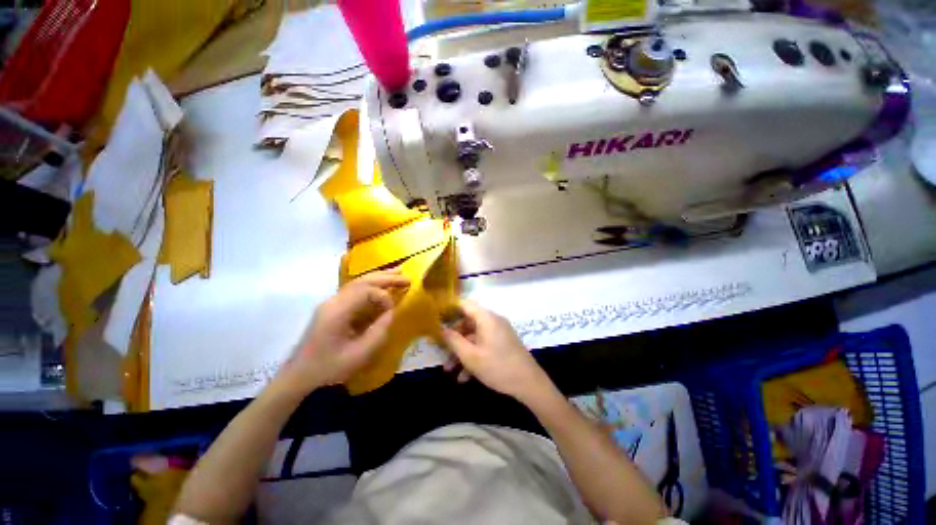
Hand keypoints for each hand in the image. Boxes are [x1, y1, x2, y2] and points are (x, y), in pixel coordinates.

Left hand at [275, 270, 409, 394]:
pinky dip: (371, 284)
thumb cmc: (328, 367)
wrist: (298, 375)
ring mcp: (331, 302)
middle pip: (362, 281)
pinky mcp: (332, 307)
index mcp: (337, 311)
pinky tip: (381, 284)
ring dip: (379, 277)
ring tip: (398, 272)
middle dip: (386, 277)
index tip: (393, 310)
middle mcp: (333, 301)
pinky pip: (354, 290)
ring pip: (358, 282)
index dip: (384, 297)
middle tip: (407, 277)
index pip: (365, 291)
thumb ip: (379, 331)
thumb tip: (391, 312)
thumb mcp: (359, 355)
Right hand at [441, 300, 552, 402]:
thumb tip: (441, 329)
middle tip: (441, 352)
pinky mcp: (502, 343)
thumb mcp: (471, 356)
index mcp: (486, 318)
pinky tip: (465, 377)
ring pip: (474, 337)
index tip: (436, 319)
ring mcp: (499, 332)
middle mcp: (493, 321)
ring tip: (450, 370)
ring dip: (462, 352)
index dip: (449, 309)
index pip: (465, 304)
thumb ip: (453, 341)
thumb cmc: (497, 367)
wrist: (529, 384)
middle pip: (468, 323)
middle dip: (454, 339)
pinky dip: (474, 356)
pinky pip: (483, 345)